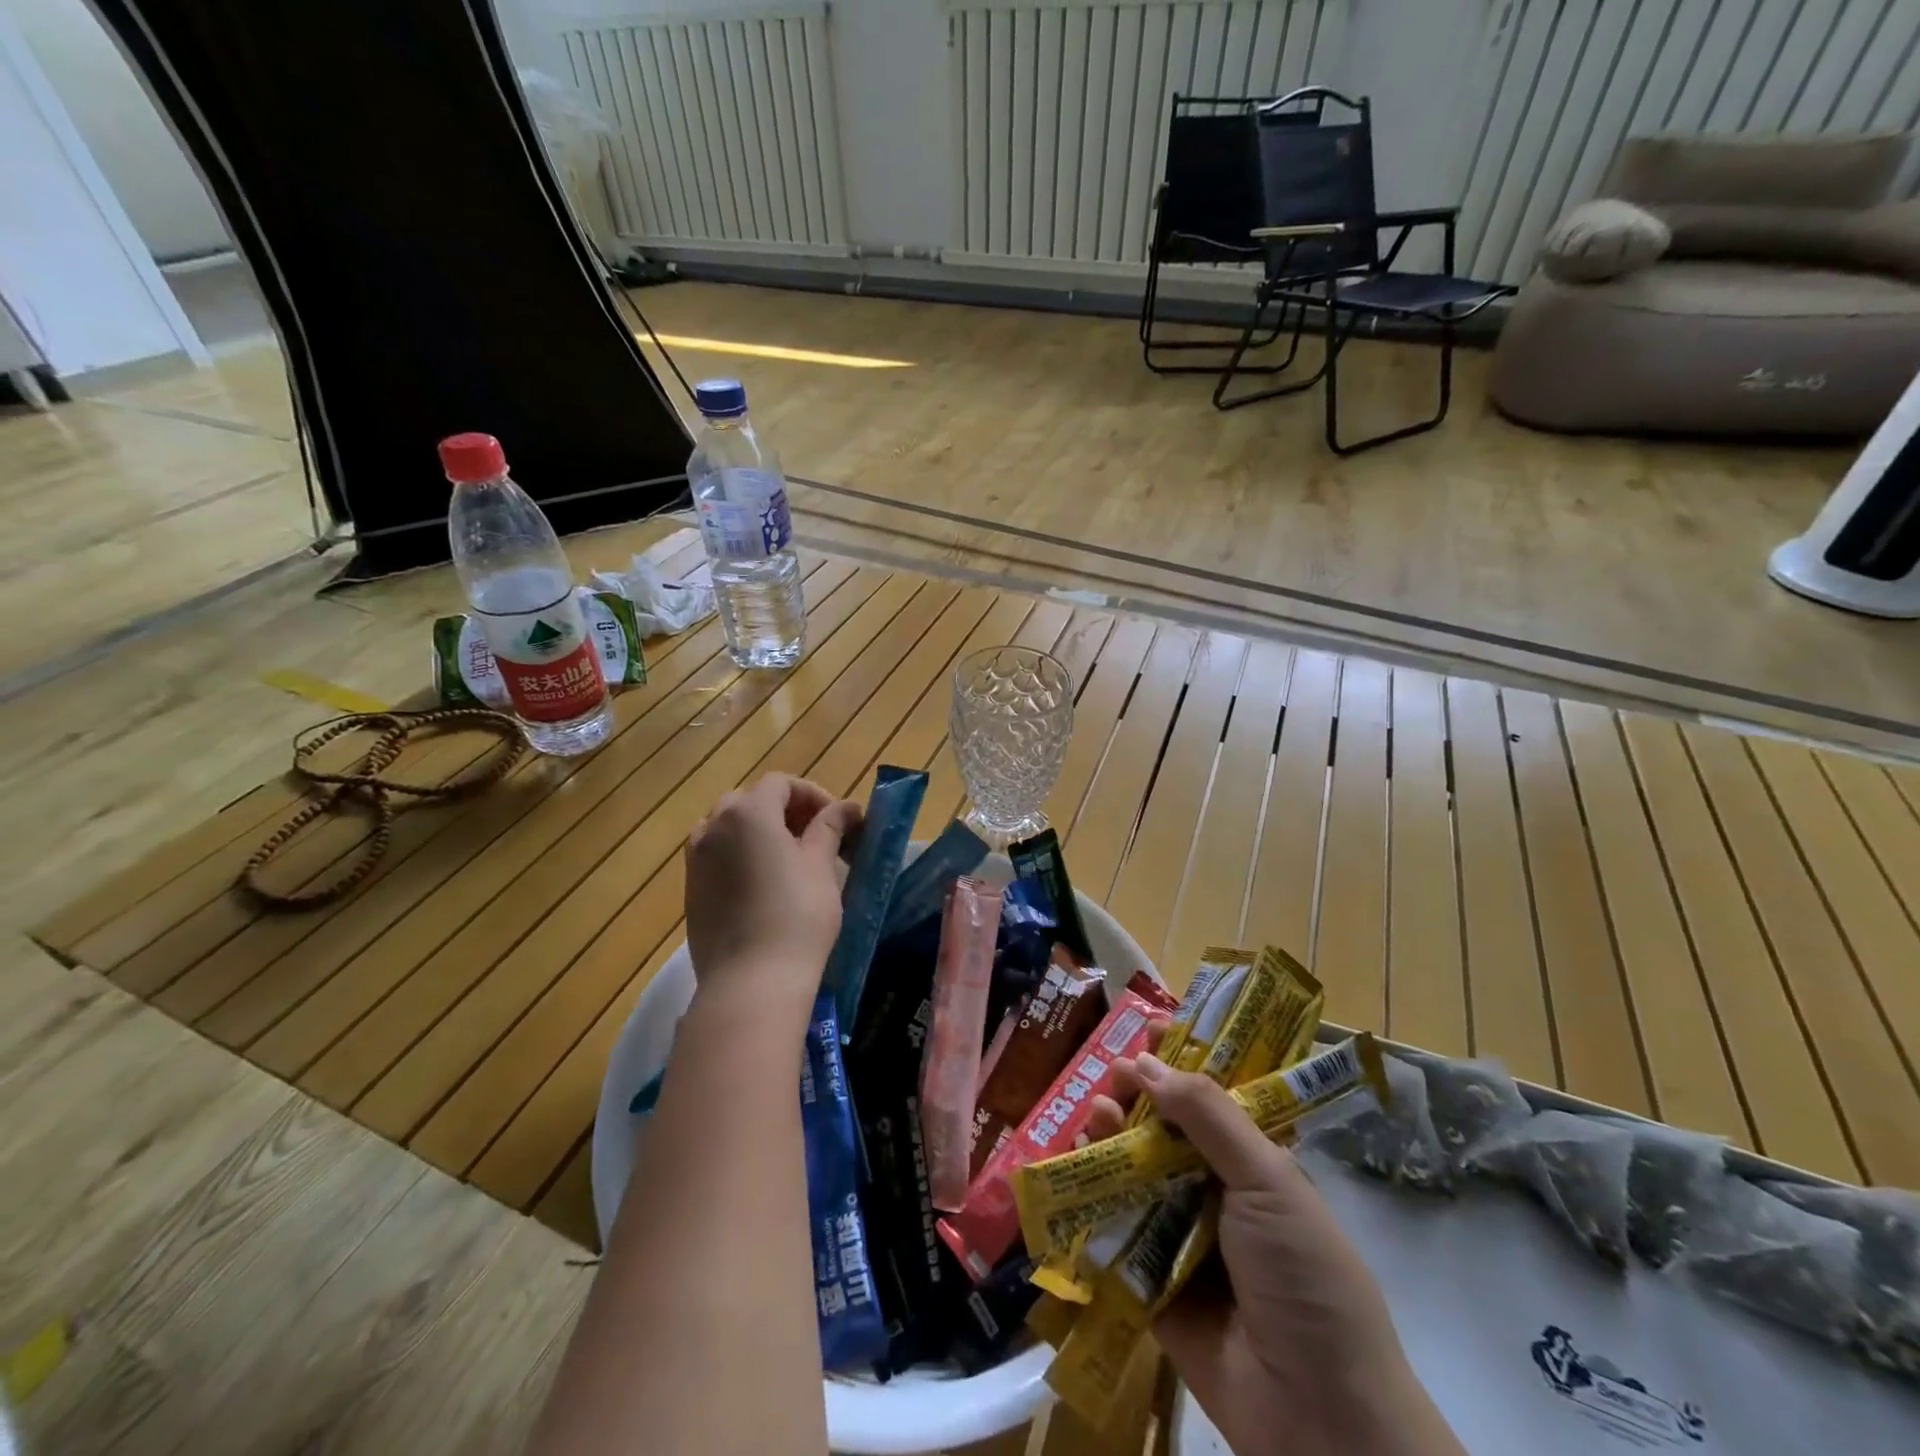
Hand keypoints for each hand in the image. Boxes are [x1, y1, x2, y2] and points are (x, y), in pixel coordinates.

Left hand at [684, 774, 860, 1022]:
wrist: (752, 982)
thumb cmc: (797, 916)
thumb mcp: (822, 867)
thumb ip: (830, 828)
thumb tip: (846, 807)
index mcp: (749, 812)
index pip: (781, 783)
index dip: (812, 794)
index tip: (837, 820)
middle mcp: (714, 826)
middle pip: (750, 800)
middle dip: (784, 810)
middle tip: (814, 837)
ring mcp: (696, 859)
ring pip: (728, 827)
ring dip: (758, 831)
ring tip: (787, 859)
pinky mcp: (690, 890)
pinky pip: (715, 855)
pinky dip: (739, 855)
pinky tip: (762, 885)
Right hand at [1086, 1055, 1463, 1455]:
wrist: (1315, 1415)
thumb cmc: (1305, 1276)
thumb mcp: (1269, 1181)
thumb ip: (1208, 1117)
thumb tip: (1147, 1063)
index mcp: (1254, 1163)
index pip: (1213, 1096)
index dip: (1182, 1060)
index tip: (1149, 1026)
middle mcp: (1216, 1190)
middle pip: (1165, 1128)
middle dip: (1137, 1095)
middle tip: (1112, 1074)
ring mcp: (1182, 1233)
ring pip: (1135, 1169)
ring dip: (1111, 1135)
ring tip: (1095, 1114)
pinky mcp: (1149, 1276)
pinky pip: (1115, 1223)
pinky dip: (1091, 1192)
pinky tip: (1075, 1162)